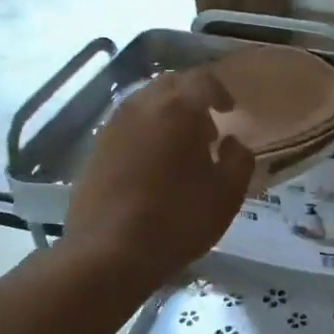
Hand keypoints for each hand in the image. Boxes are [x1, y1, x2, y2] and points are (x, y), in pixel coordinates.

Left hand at [64, 69, 254, 286]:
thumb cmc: (178, 219)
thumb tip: (233, 143)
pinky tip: (153, 165)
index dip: (220, 91)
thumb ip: (239, 160)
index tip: (230, 110)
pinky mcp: (95, 150)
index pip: (202, 80)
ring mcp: (112, 127)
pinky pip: (127, 127)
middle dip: (191, 99)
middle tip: (207, 127)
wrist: (109, 252)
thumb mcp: (227, 194)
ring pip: (144, 104)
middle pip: (170, 85)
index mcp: (177, 108)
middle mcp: (141, 106)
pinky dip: (145, 134)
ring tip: (180, 147)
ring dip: (166, 115)